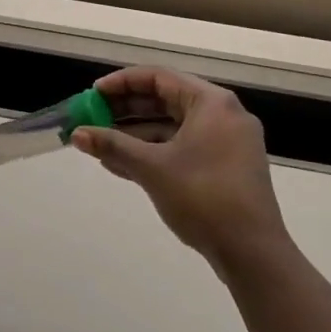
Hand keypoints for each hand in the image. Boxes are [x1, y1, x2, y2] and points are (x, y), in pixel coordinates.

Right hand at [71, 66, 290, 271]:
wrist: (253, 254)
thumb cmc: (203, 197)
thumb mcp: (152, 168)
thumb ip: (113, 145)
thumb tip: (77, 134)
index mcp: (211, 102)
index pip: (158, 78)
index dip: (122, 83)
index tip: (93, 95)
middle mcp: (222, 114)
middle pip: (166, 100)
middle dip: (126, 111)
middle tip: (93, 118)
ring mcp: (227, 142)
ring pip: (173, 127)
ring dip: (136, 135)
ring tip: (100, 146)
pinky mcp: (226, 167)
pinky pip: (183, 147)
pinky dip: (155, 153)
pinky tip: (122, 165)